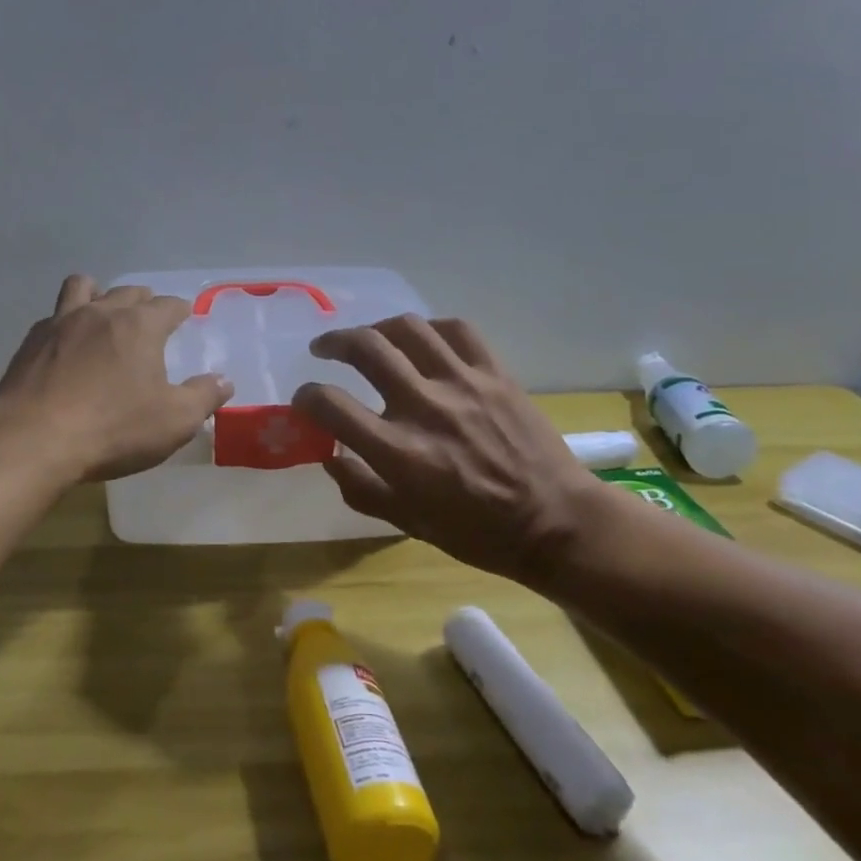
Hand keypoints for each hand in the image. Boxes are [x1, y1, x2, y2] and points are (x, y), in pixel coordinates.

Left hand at [0, 276, 233, 482]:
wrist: (33, 440)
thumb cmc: (113, 429)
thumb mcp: (174, 421)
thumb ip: (204, 397)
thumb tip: (225, 381)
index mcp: (140, 326)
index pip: (168, 305)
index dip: (180, 310)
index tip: (186, 316)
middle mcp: (101, 313)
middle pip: (127, 292)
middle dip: (144, 300)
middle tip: (150, 317)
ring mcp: (61, 322)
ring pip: (83, 287)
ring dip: (98, 294)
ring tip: (103, 314)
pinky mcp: (31, 341)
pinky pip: (53, 316)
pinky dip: (66, 322)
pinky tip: (66, 345)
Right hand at [290, 316, 604, 583]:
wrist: (555, 523)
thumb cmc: (477, 533)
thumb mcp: (407, 523)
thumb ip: (361, 489)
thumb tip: (331, 458)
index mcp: (398, 451)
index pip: (330, 404)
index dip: (307, 397)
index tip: (305, 400)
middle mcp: (424, 407)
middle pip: (365, 348)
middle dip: (334, 343)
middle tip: (324, 349)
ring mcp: (462, 384)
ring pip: (407, 328)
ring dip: (377, 328)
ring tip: (370, 338)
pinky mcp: (495, 373)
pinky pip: (457, 330)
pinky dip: (430, 328)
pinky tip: (422, 339)